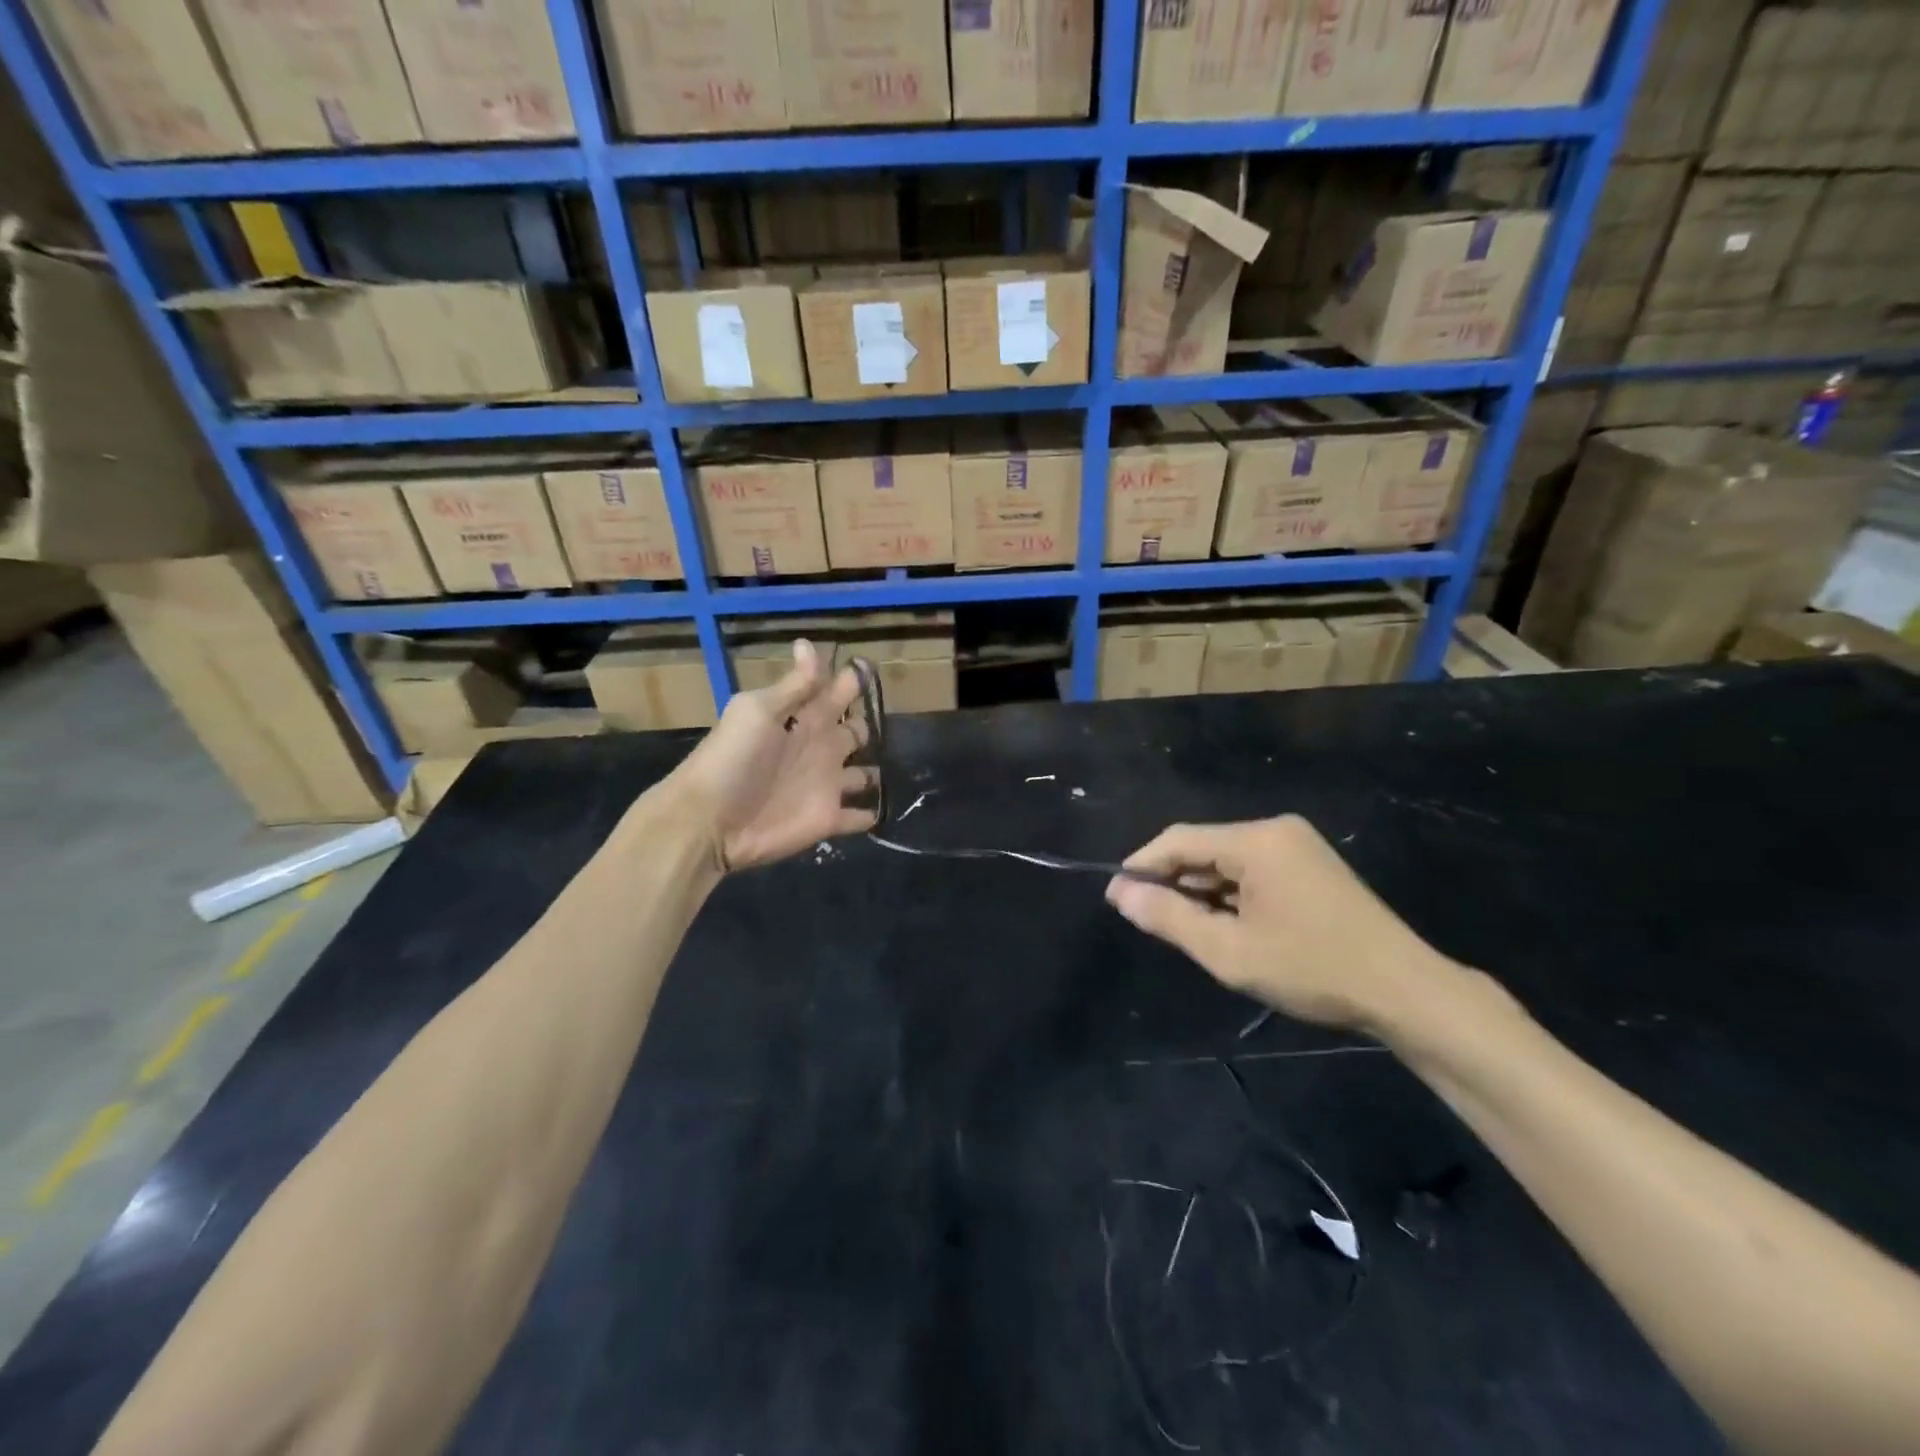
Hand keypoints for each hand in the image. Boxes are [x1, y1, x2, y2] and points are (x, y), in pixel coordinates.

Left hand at [666, 640, 878, 871]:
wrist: (709, 820)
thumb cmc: (732, 758)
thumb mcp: (758, 711)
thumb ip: (793, 685)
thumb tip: (808, 642)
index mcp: (804, 718)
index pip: (835, 692)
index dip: (852, 680)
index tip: (871, 668)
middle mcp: (820, 748)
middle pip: (855, 732)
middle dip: (869, 726)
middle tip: (885, 723)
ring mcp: (827, 785)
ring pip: (862, 774)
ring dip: (875, 772)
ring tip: (896, 767)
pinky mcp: (828, 819)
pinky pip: (858, 817)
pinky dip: (870, 814)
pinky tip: (882, 810)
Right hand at [1106, 815, 1461, 1035]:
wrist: (1407, 991)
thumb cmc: (1313, 969)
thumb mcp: (1230, 951)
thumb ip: (1170, 918)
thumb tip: (1121, 893)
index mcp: (1256, 841)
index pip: (1179, 840)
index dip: (1141, 866)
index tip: (1115, 897)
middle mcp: (1275, 830)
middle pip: (1202, 847)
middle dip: (1171, 881)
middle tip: (1146, 919)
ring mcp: (1297, 846)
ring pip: (1226, 860)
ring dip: (1200, 890)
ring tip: (1183, 928)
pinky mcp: (1310, 865)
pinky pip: (1252, 869)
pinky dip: (1229, 893)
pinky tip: (1224, 924)